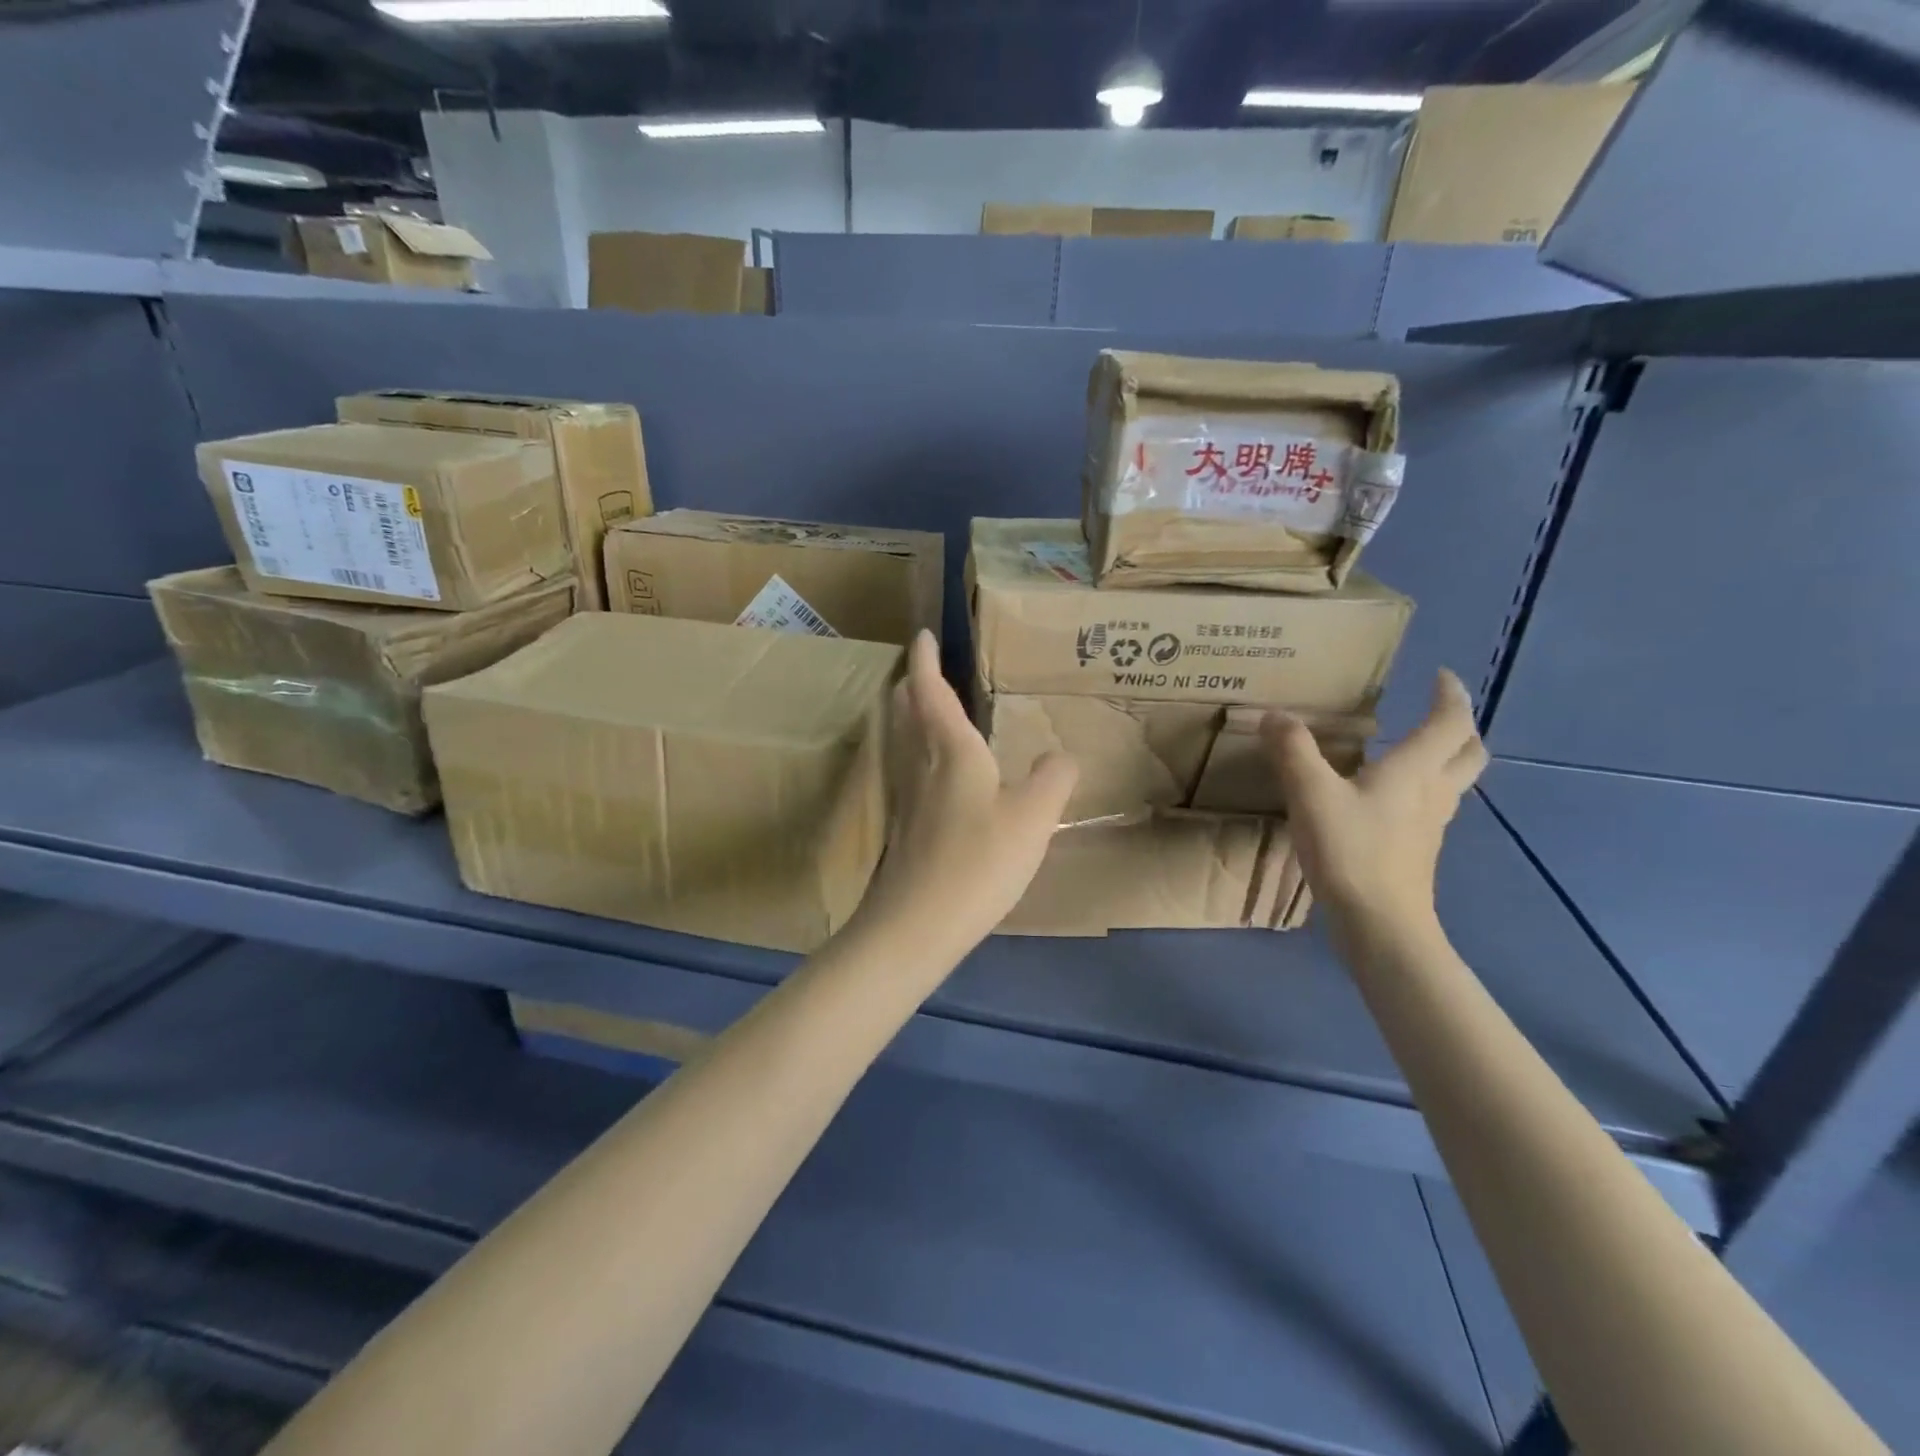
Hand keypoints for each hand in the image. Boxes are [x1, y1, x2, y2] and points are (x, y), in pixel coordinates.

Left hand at [855, 631, 1077, 957]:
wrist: (916, 925)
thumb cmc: (977, 861)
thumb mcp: (1032, 818)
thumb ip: (1052, 780)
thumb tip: (1061, 756)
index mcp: (950, 750)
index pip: (931, 690)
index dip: (925, 660)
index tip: (923, 635)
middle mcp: (920, 765)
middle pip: (907, 713)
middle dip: (913, 686)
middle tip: (925, 670)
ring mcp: (905, 798)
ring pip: (904, 743)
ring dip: (911, 718)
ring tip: (929, 712)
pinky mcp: (902, 828)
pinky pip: (909, 772)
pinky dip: (918, 754)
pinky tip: (936, 776)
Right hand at [1262, 670, 1487, 934]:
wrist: (1380, 923)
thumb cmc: (1352, 851)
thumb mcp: (1311, 794)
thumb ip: (1293, 751)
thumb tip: (1273, 716)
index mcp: (1415, 770)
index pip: (1451, 722)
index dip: (1450, 695)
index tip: (1441, 676)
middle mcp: (1433, 793)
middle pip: (1469, 753)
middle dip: (1460, 727)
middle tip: (1438, 713)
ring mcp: (1430, 826)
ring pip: (1454, 783)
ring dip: (1445, 760)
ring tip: (1411, 751)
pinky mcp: (1418, 852)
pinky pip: (1431, 808)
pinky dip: (1421, 791)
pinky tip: (1387, 800)